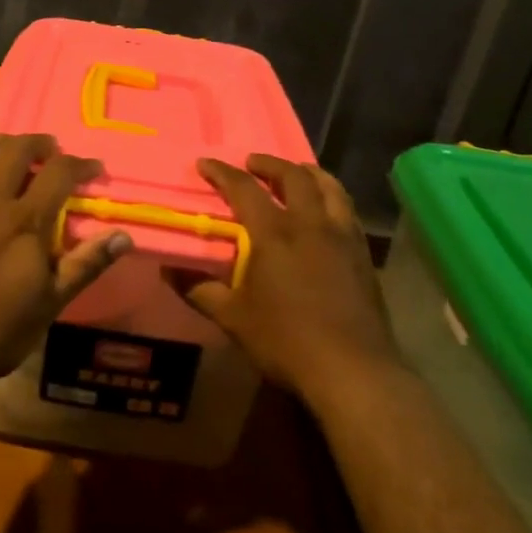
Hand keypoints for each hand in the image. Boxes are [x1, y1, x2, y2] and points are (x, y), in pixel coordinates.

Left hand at [0, 133, 131, 391]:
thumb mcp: (49, 305)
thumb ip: (85, 265)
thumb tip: (123, 236)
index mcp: (24, 222)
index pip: (59, 172)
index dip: (81, 165)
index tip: (93, 169)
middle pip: (17, 150)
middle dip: (41, 143)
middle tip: (51, 151)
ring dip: (3, 143)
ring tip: (14, 149)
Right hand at [177, 155, 392, 404]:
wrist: (352, 369)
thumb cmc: (286, 341)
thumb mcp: (233, 318)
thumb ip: (199, 290)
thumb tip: (167, 271)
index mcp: (275, 234)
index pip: (244, 189)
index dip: (222, 173)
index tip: (205, 163)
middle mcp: (311, 224)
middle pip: (294, 176)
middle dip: (270, 163)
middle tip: (252, 162)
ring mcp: (343, 237)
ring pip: (330, 187)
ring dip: (308, 173)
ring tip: (295, 173)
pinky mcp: (363, 255)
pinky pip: (347, 210)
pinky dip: (332, 197)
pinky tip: (326, 211)